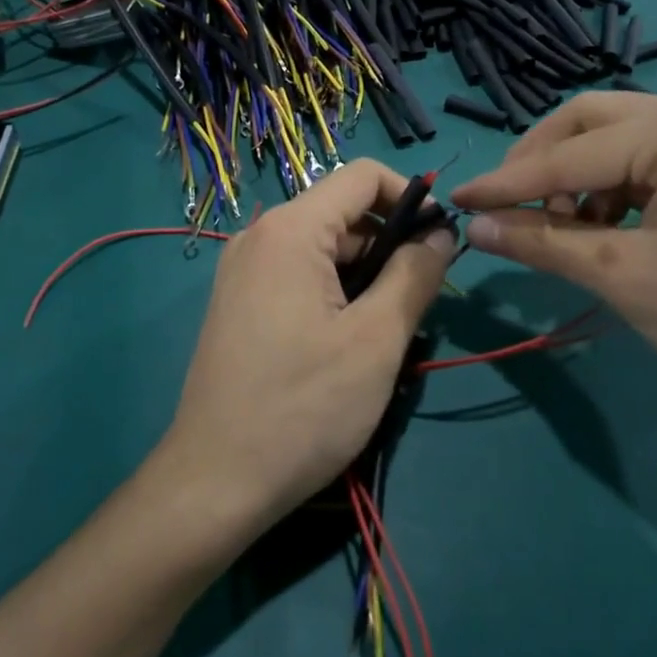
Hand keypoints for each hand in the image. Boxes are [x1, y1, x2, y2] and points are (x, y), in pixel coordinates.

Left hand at [162, 160, 454, 533]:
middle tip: (417, 303)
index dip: (410, 197)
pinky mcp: (238, 302)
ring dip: (363, 274)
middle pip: (341, 214)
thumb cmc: (303, 408)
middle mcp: (259, 236)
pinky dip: (332, 292)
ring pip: (321, 248)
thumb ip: (414, 275)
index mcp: (290, 230)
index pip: (362, 177)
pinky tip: (345, 343)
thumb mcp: (375, 341)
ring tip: (384, 333)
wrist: (214, 480)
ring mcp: (242, 270)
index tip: (440, 243)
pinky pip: (296, 274)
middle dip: (388, 244)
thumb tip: (441, 235)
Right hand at [450, 93, 656, 412]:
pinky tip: (602, 226)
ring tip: (559, 228)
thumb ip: (543, 243)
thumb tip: (475, 227)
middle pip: (592, 121)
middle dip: (541, 163)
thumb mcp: (625, 278)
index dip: (507, 181)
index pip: (571, 153)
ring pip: (618, 138)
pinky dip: (612, 187)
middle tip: (505, 206)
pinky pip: (649, 158)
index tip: (457, 200)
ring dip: (576, 176)